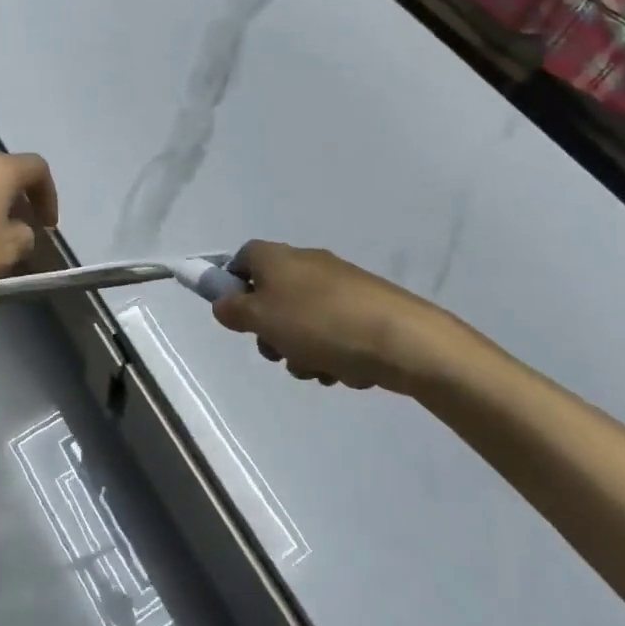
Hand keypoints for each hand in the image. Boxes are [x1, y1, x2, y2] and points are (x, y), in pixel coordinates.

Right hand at [211, 241, 471, 393]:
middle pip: (270, 295)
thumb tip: (223, 303)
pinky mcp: (365, 306)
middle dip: (270, 331)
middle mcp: (306, 263)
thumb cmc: (319, 324)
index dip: (232, 286)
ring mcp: (338, 284)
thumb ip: (233, 310)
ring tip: (318, 368)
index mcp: (276, 257)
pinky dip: (331, 351)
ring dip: (301, 349)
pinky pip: (332, 330)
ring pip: (301, 320)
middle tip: (278, 352)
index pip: (241, 259)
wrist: (401, 339)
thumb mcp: (261, 319)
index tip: (237, 318)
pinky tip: (344, 369)